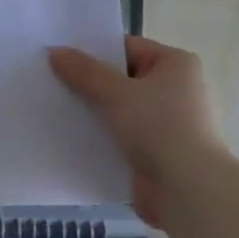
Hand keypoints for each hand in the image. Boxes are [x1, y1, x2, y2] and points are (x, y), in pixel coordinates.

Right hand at [49, 36, 223, 224]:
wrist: (187, 190)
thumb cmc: (158, 128)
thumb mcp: (115, 93)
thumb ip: (84, 71)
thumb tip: (55, 51)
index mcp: (176, 64)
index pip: (128, 47)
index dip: (94, 51)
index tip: (60, 57)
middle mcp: (178, 89)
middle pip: (123, 79)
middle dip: (90, 83)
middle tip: (51, 81)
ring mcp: (169, 123)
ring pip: (121, 109)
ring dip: (94, 112)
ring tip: (56, 108)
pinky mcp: (159, 152)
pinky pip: (123, 136)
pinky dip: (102, 136)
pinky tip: (72, 137)